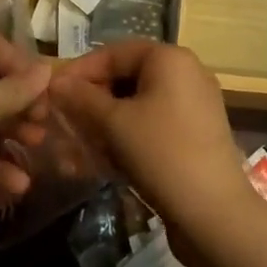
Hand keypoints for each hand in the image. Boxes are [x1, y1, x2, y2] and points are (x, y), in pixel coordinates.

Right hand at [50, 41, 259, 253]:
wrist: (215, 214)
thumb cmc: (162, 154)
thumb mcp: (115, 123)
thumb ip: (82, 98)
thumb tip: (56, 82)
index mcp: (170, 58)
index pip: (114, 52)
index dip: (80, 71)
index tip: (51, 94)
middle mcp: (186, 73)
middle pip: (127, 77)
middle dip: (92, 101)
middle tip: (63, 122)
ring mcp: (194, 105)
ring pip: (138, 105)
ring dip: (105, 124)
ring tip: (77, 149)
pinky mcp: (195, 135)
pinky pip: (153, 125)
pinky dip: (127, 137)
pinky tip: (104, 162)